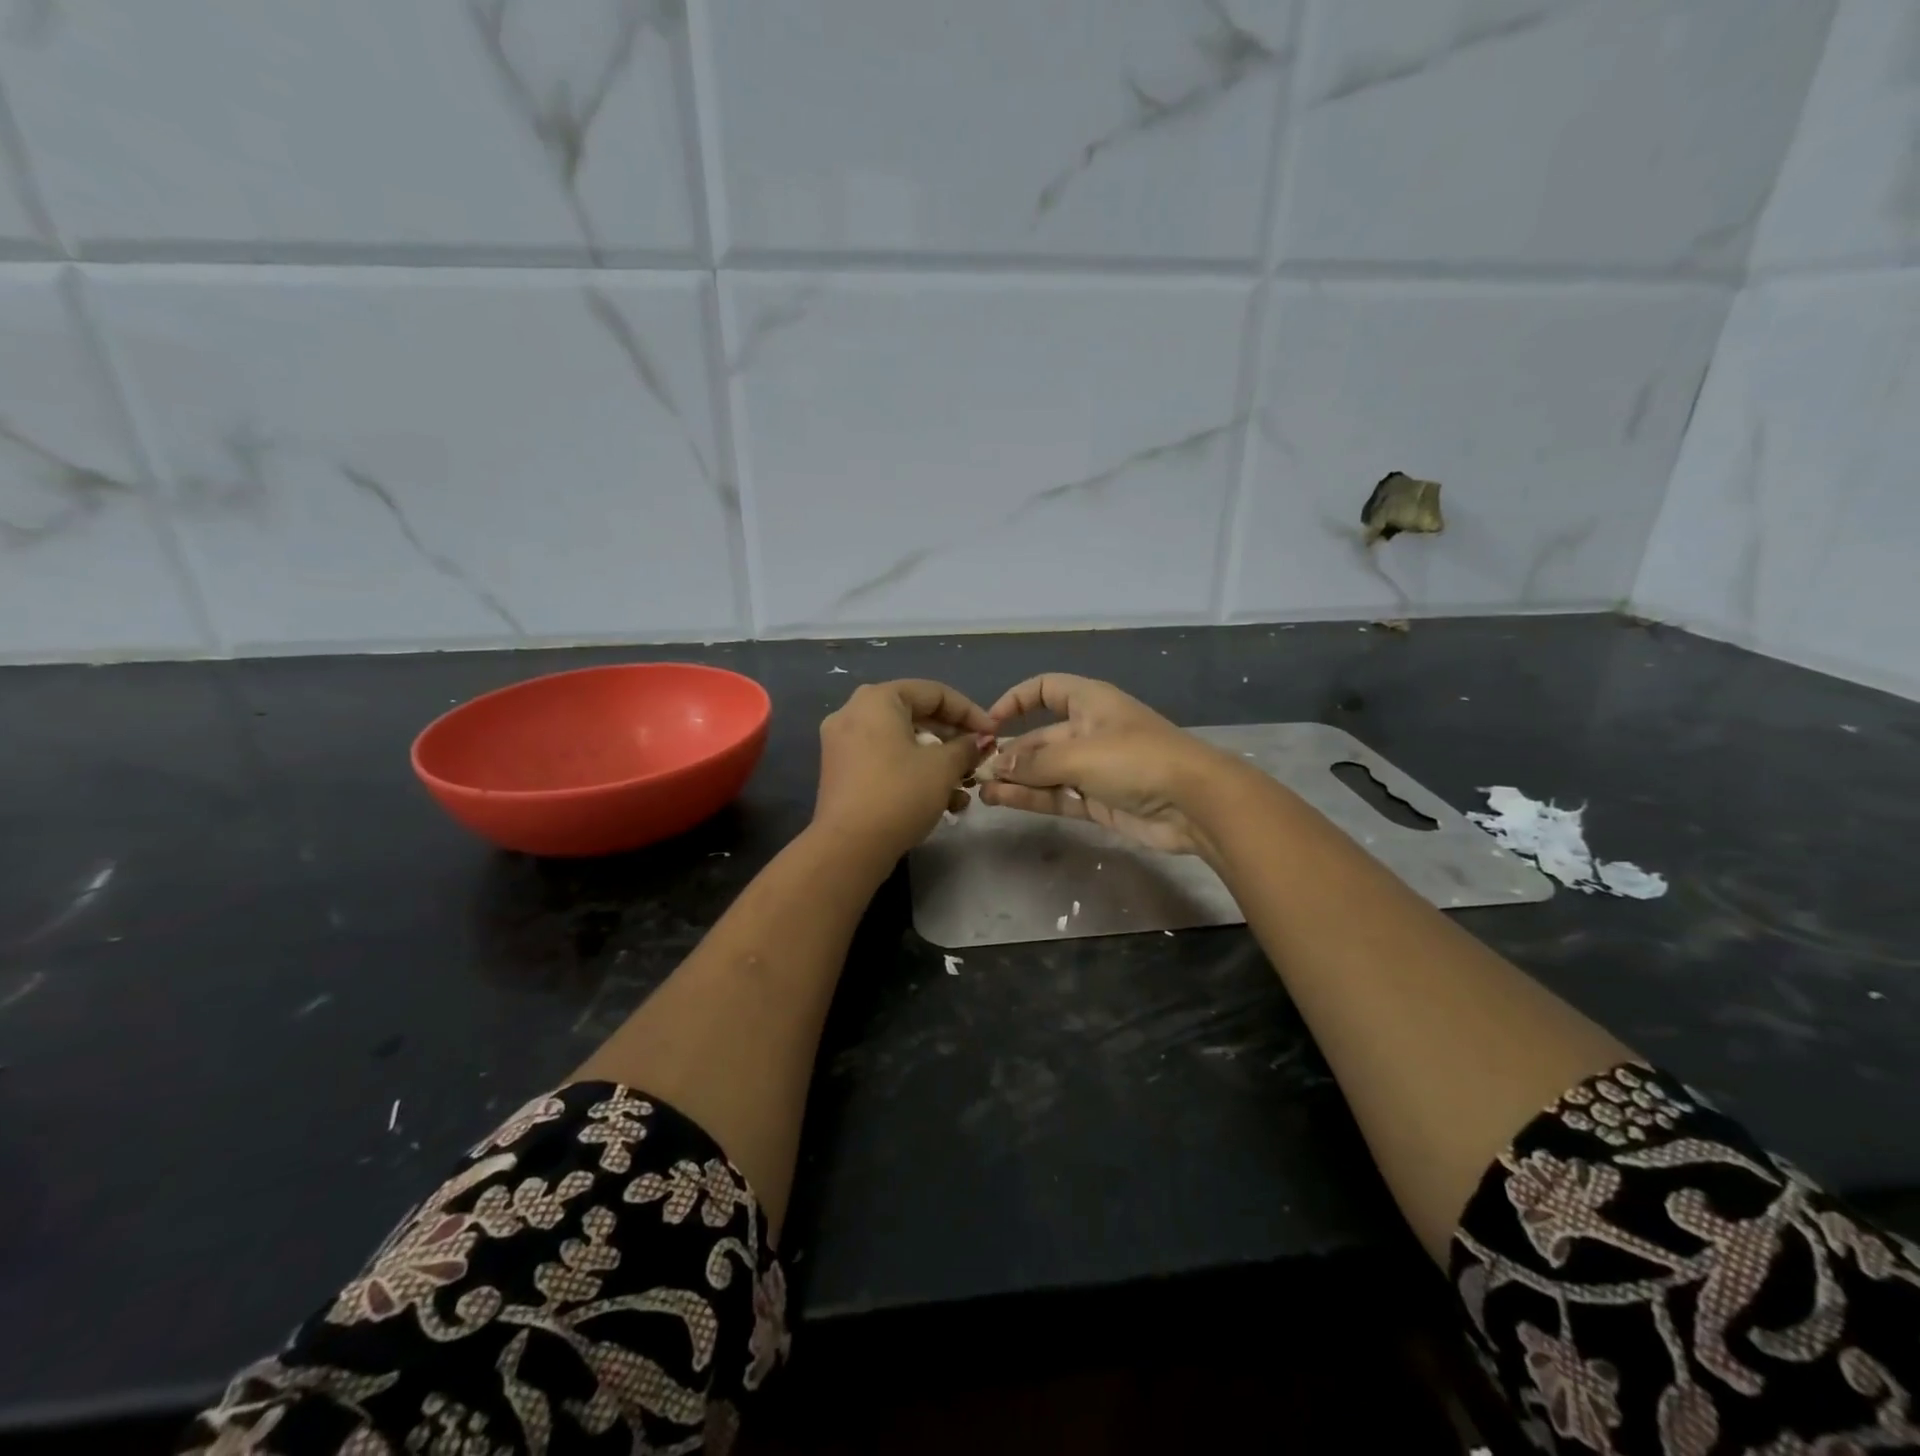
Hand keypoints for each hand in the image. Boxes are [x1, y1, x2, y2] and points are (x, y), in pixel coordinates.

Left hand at [814, 679, 991, 861]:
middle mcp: (854, 712)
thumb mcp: (943, 768)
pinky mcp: (842, 771)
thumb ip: (966, 747)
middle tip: (978, 761)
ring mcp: (843, 743)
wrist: (849, 847)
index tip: (992, 735)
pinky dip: (913, 772)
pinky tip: (940, 800)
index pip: (934, 693)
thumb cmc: (900, 794)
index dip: (969, 712)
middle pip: (916, 716)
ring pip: (902, 741)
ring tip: (963, 788)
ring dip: (937, 761)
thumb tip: (980, 741)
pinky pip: (885, 759)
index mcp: (877, 699)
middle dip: (953, 740)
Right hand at [981, 674, 1238, 854]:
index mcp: (1089, 702)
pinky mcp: (1097, 801)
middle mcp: (1089, 731)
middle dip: (1011, 752)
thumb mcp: (1080, 753)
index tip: (989, 723)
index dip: (1016, 701)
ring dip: (1015, 779)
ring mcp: (1093, 768)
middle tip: (976, 771)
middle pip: (1040, 737)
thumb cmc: (1136, 759)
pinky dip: (1030, 798)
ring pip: (1045, 770)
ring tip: (980, 790)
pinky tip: (1001, 801)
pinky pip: (1056, 795)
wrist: (1195, 803)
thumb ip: (1035, 761)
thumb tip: (998, 765)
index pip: (1046, 689)